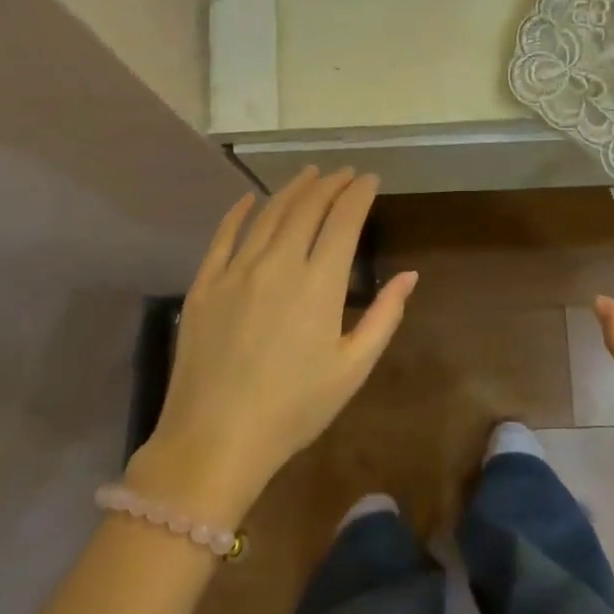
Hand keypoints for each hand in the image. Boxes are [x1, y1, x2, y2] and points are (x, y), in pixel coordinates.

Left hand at [135, 168, 416, 521]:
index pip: (344, 221)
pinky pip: (224, 235)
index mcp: (319, 284)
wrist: (215, 439)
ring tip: (309, 174)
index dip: (358, 194)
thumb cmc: (294, 409)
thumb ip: (384, 316)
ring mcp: (236, 270)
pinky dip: (239, 212)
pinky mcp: (204, 283)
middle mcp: (278, 264)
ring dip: (292, 189)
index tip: (369, 179)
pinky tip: (250, 198)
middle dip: (329, 184)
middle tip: (343, 173)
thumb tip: (409, 275)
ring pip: (268, 214)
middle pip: (307, 208)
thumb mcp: (353, 369)